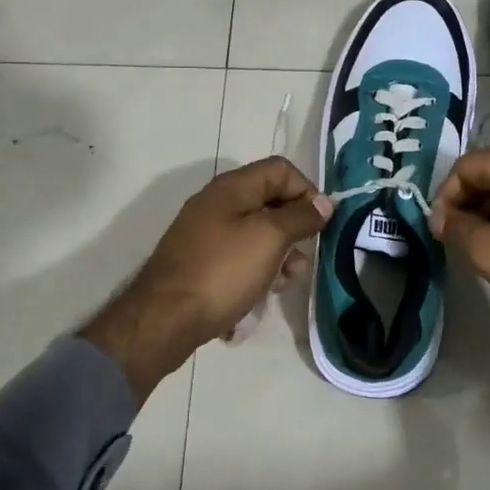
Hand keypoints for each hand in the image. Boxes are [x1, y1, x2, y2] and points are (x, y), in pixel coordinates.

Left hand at [85, 157, 330, 400]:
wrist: (164, 319)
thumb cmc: (222, 271)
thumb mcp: (269, 238)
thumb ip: (300, 216)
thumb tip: (324, 203)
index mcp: (232, 187)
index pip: (281, 169)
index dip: (306, 191)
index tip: (320, 223)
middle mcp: (218, 203)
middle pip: (270, 201)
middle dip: (294, 228)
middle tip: (302, 258)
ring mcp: (207, 234)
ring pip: (257, 233)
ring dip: (279, 254)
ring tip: (284, 282)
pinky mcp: (202, 262)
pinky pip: (240, 256)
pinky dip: (257, 270)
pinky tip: (261, 294)